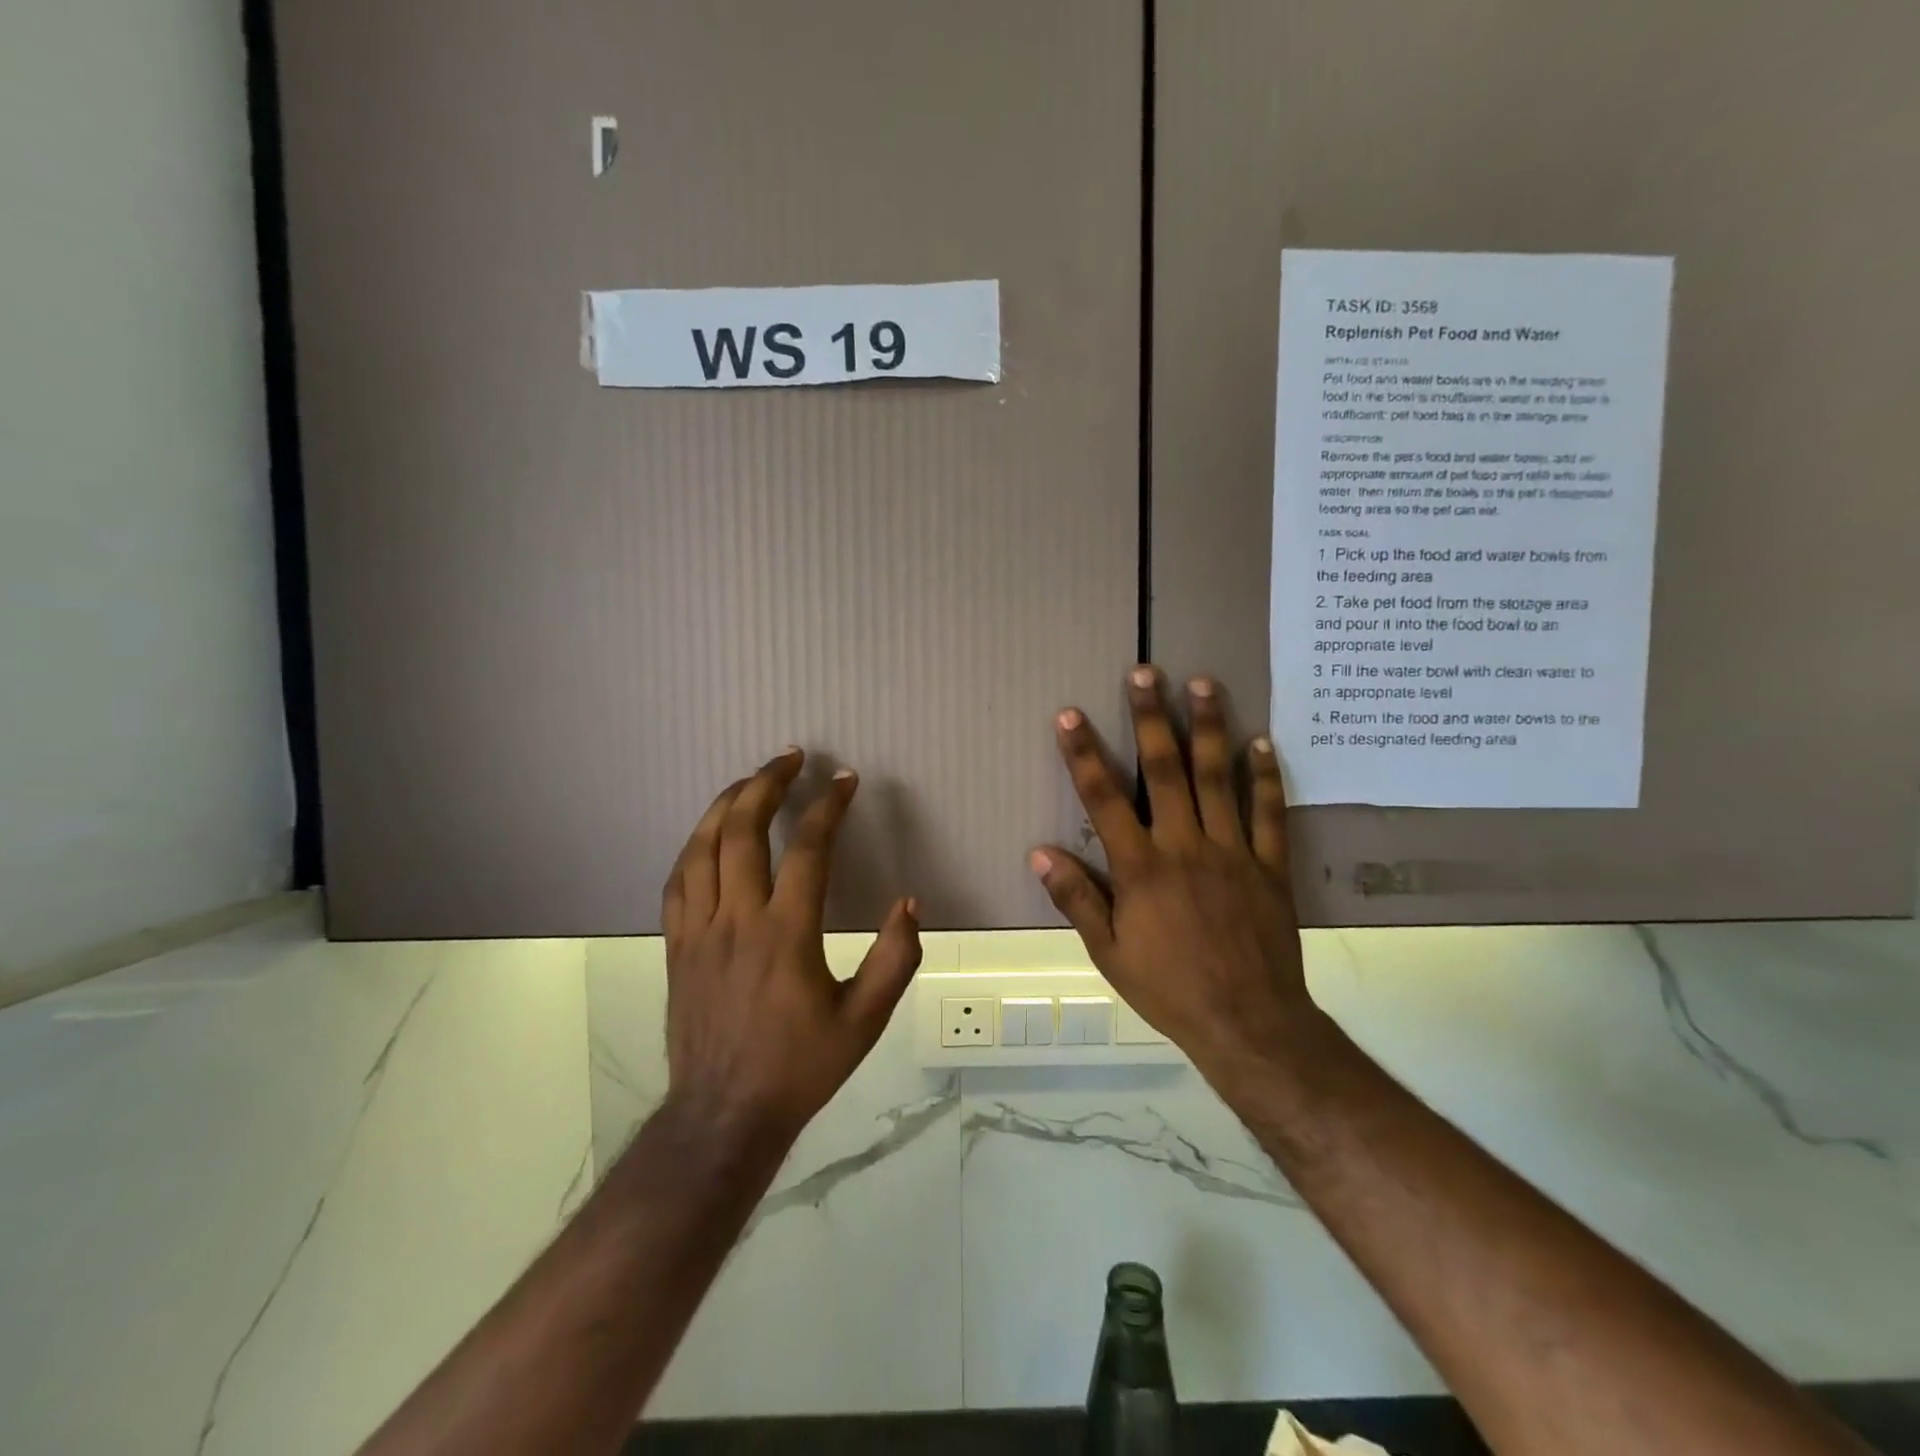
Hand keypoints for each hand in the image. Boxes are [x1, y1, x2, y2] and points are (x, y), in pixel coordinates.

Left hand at [661, 750, 921, 1149]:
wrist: (724, 1116)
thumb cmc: (800, 1067)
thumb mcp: (865, 1022)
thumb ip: (894, 960)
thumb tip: (908, 903)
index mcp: (786, 935)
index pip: (807, 850)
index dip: (828, 807)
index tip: (845, 780)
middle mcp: (736, 921)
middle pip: (743, 831)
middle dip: (766, 784)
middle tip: (789, 757)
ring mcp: (698, 931)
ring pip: (702, 848)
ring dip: (726, 805)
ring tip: (748, 780)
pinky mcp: (676, 947)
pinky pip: (678, 881)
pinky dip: (695, 846)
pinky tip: (709, 835)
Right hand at [1031, 667, 1312, 1076]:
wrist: (1248, 1024)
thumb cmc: (1169, 988)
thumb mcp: (1109, 953)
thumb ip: (1077, 898)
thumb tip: (1039, 852)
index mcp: (1141, 868)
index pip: (1104, 799)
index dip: (1084, 754)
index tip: (1070, 715)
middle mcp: (1186, 847)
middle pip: (1167, 771)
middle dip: (1152, 718)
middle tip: (1146, 673)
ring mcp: (1233, 853)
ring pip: (1219, 779)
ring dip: (1210, 728)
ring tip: (1204, 683)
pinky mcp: (1270, 867)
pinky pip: (1270, 814)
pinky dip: (1266, 777)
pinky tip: (1263, 742)